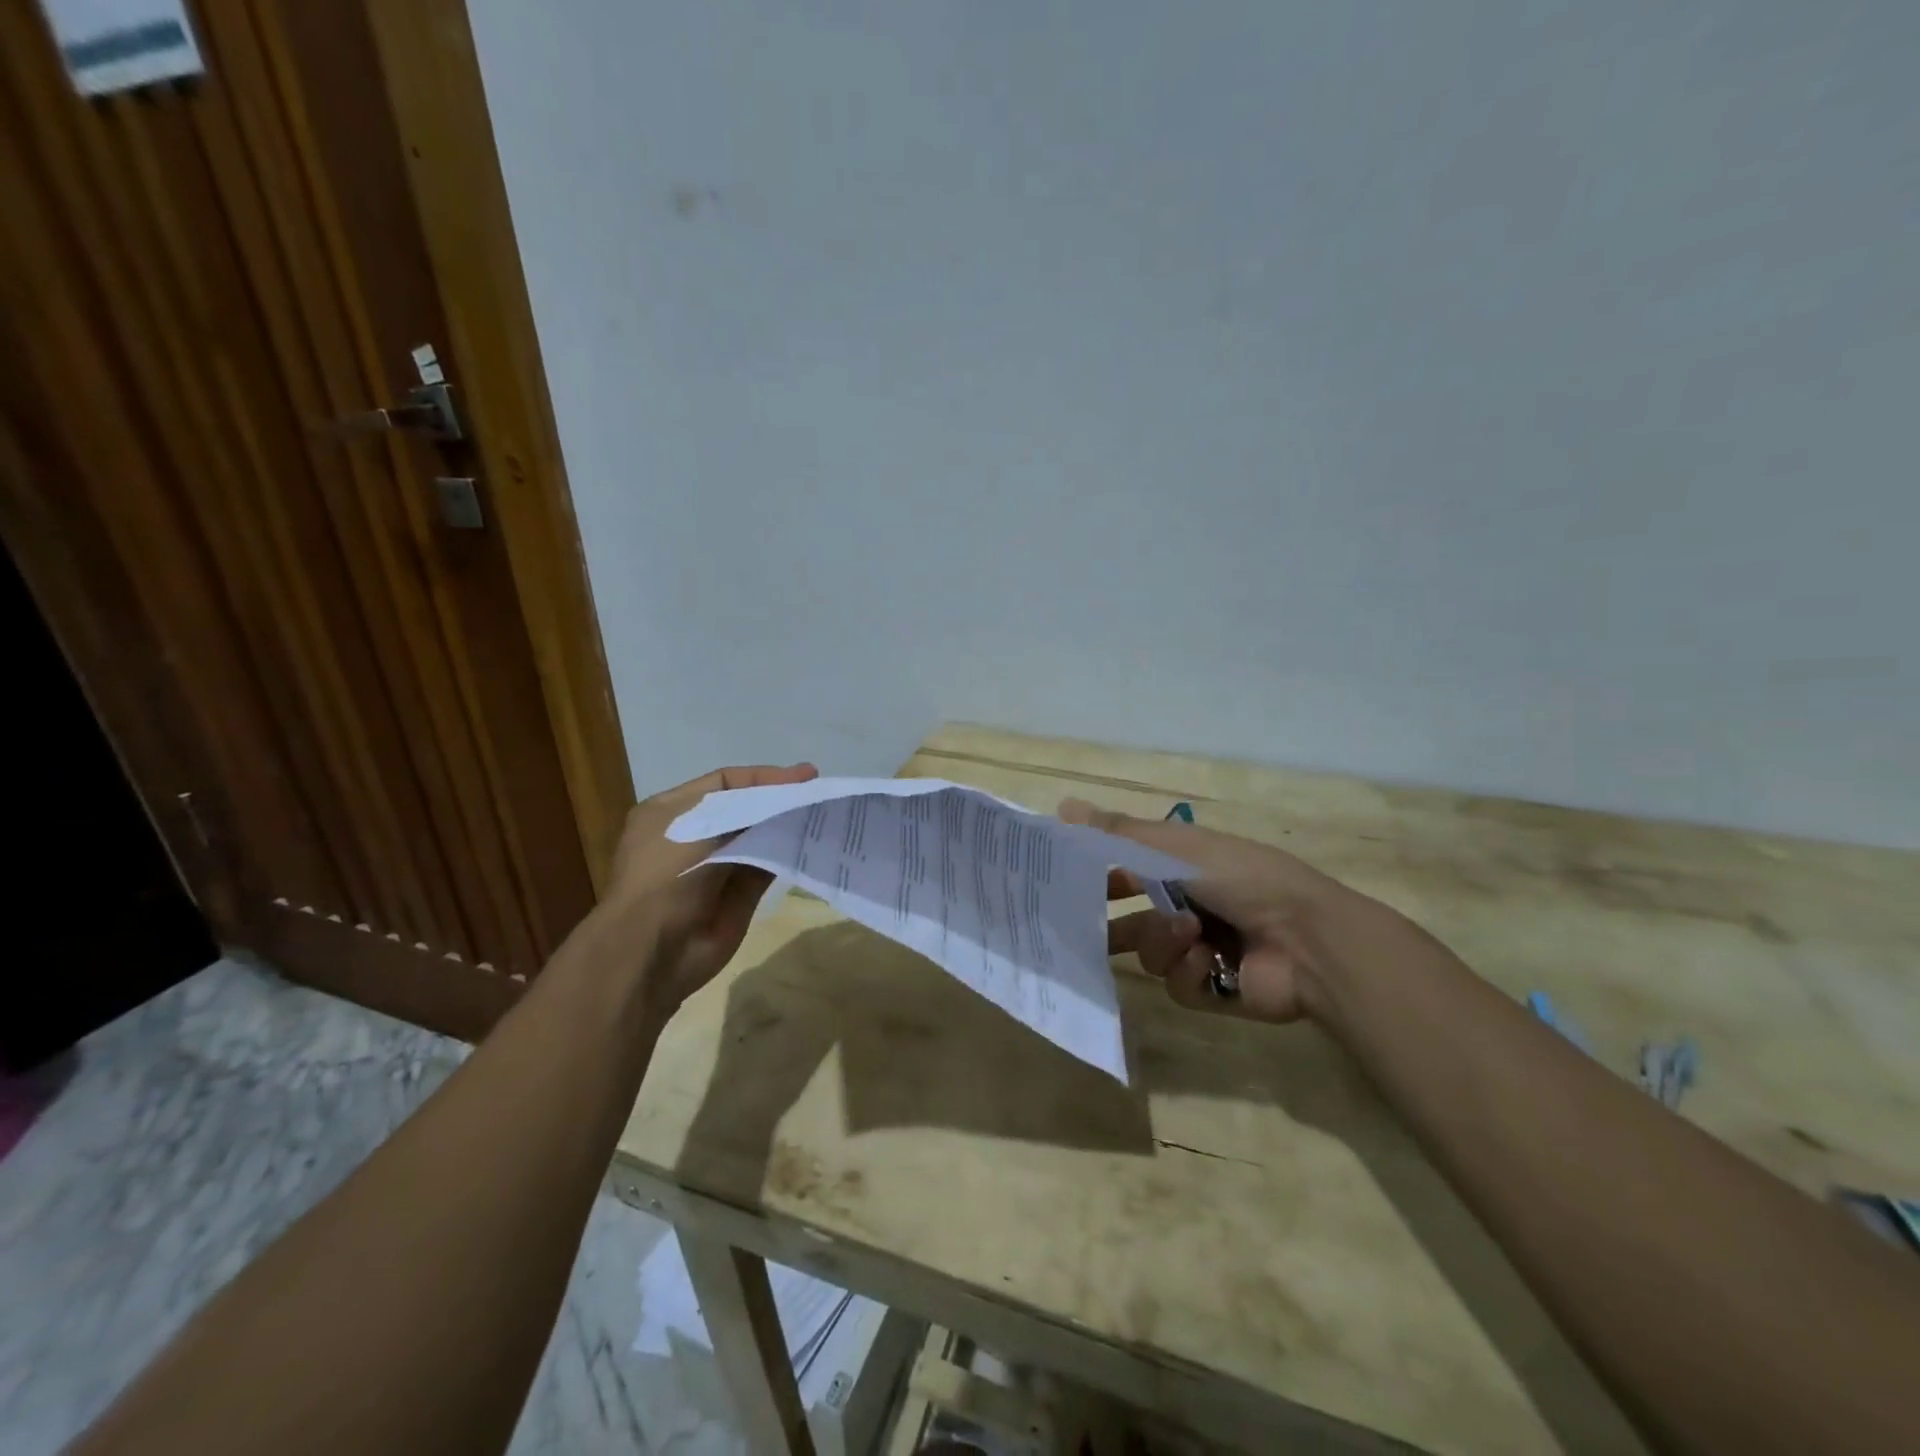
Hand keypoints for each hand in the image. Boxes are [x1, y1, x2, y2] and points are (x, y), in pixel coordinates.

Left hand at [608, 762, 817, 1014]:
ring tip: (821, 812)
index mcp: (672, 812)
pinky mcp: (740, 895)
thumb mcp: (700, 825)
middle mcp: (694, 835)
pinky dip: (789, 852)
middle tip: (817, 792)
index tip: (803, 776)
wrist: (654, 949)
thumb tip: (787, 800)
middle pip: (745, 807)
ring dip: (787, 824)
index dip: (763, 776)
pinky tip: (812, 840)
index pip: (725, 782)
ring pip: (760, 835)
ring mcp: (718, 865)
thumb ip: (747, 808)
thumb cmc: (665, 874)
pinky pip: (769, 865)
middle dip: (778, 798)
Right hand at [1060, 798, 1420, 1023]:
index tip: (1064, 882)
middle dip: (1110, 924)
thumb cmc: (1243, 878)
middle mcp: (1185, 907)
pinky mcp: (1208, 989)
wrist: (1308, 939)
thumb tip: (1062, 806)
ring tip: (1193, 934)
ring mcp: (1197, 950)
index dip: (1095, 876)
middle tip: (1081, 929)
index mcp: (1181, 868)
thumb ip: (1120, 833)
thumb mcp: (1178, 847)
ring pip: (1147, 952)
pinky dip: (1189, 970)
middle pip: (1129, 919)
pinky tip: (1211, 962)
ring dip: (1164, 940)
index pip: (1124, 871)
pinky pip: (1173, 983)